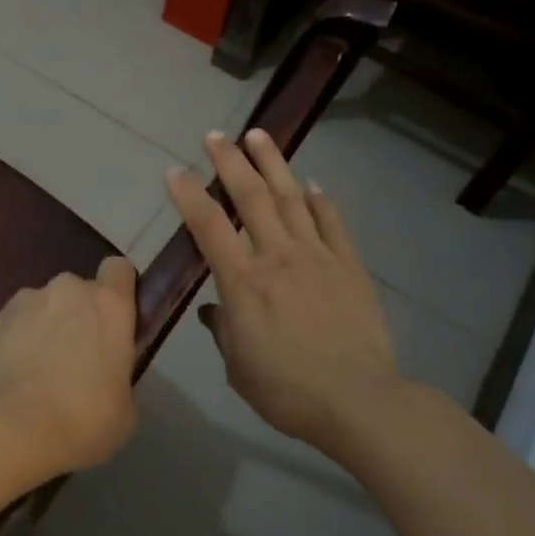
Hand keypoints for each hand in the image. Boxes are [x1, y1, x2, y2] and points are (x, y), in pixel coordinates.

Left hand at [0, 256, 139, 474]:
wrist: (14, 429)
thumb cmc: (84, 419)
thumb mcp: (126, 408)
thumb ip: (121, 376)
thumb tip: (109, 378)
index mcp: (109, 304)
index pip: (119, 269)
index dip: (120, 290)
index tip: (117, 319)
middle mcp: (68, 290)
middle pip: (78, 290)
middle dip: (79, 314)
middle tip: (78, 357)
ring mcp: (27, 300)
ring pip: (43, 305)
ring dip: (46, 325)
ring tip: (39, 369)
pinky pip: (15, 323)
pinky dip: (17, 340)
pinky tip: (15, 374)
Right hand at [167, 130, 405, 453]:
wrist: (360, 401)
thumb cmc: (287, 390)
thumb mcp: (238, 368)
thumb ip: (223, 330)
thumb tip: (213, 310)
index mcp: (243, 282)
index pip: (208, 226)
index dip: (188, 195)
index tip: (174, 171)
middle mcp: (277, 257)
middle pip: (250, 197)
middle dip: (229, 162)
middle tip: (215, 135)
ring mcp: (317, 256)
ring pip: (291, 198)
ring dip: (273, 163)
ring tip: (259, 135)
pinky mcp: (349, 266)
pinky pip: (332, 222)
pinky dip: (320, 199)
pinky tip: (311, 183)